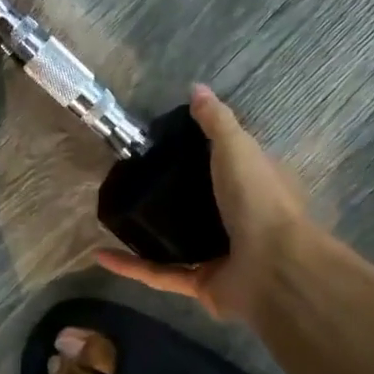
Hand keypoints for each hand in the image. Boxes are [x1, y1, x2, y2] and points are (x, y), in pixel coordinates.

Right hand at [97, 85, 313, 321]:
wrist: (273, 268)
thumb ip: (216, 121)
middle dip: (172, 195)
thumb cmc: (258, 200)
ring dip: (148, 233)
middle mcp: (242, 221)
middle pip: (203, 205)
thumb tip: (196, 89)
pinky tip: (100, 254)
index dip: (206, 153)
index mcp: (257, 187)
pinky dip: (131, 266)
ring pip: (179, 243)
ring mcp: (222, 256)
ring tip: (117, 216)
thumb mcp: (237, 147)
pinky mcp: (201, 285)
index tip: (168, 143)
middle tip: (134, 179)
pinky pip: (160, 274)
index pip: (232, 165)